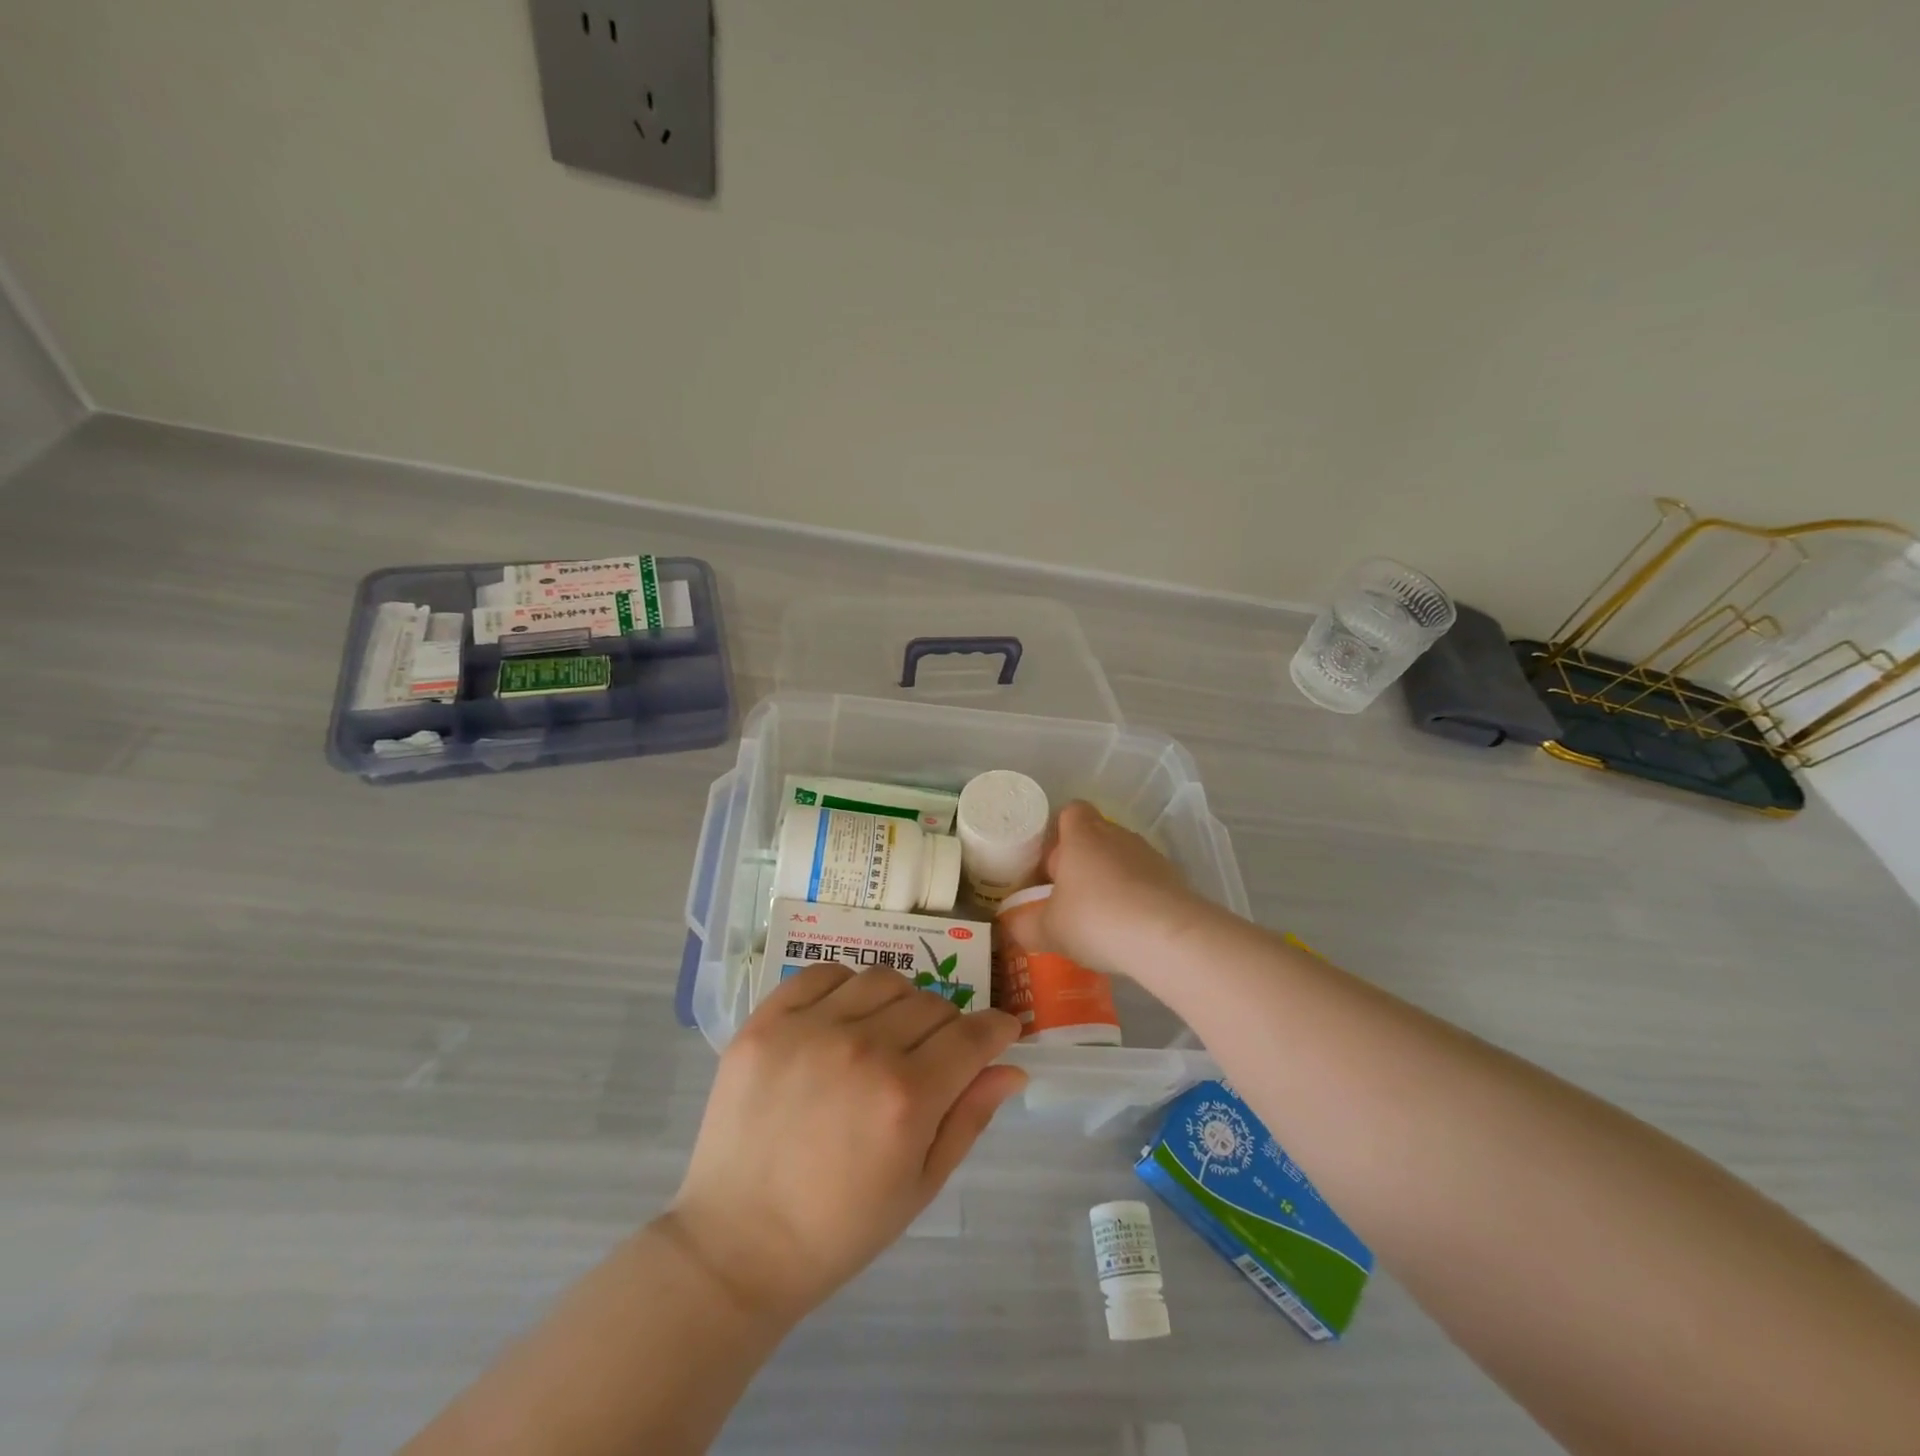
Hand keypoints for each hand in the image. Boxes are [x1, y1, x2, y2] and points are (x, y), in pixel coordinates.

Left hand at [665, 966, 1025, 1325]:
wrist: (737, 1245)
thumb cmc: (839, 1229)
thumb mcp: (920, 1185)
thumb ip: (969, 1118)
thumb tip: (1012, 1067)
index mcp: (907, 1098)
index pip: (972, 1035)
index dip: (997, 1028)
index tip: (1001, 1031)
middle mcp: (863, 1049)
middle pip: (932, 1004)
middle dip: (948, 1026)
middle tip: (933, 1055)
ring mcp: (809, 1029)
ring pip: (882, 979)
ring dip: (899, 1002)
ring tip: (885, 1034)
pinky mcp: (766, 1021)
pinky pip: (823, 973)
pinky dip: (845, 986)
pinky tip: (841, 1018)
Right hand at [1031, 801, 1213, 976]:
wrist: (1168, 937)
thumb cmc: (1096, 920)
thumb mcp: (1048, 929)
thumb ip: (1024, 925)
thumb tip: (1010, 924)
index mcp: (1082, 836)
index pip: (1070, 811)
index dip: (1058, 833)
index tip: (1050, 865)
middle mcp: (1117, 835)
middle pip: (1095, 836)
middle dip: (1082, 862)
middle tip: (1068, 897)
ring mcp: (1149, 855)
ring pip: (1121, 859)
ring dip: (1110, 880)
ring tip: (1100, 919)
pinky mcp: (1174, 879)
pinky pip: (1146, 882)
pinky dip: (1136, 899)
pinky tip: (1129, 930)